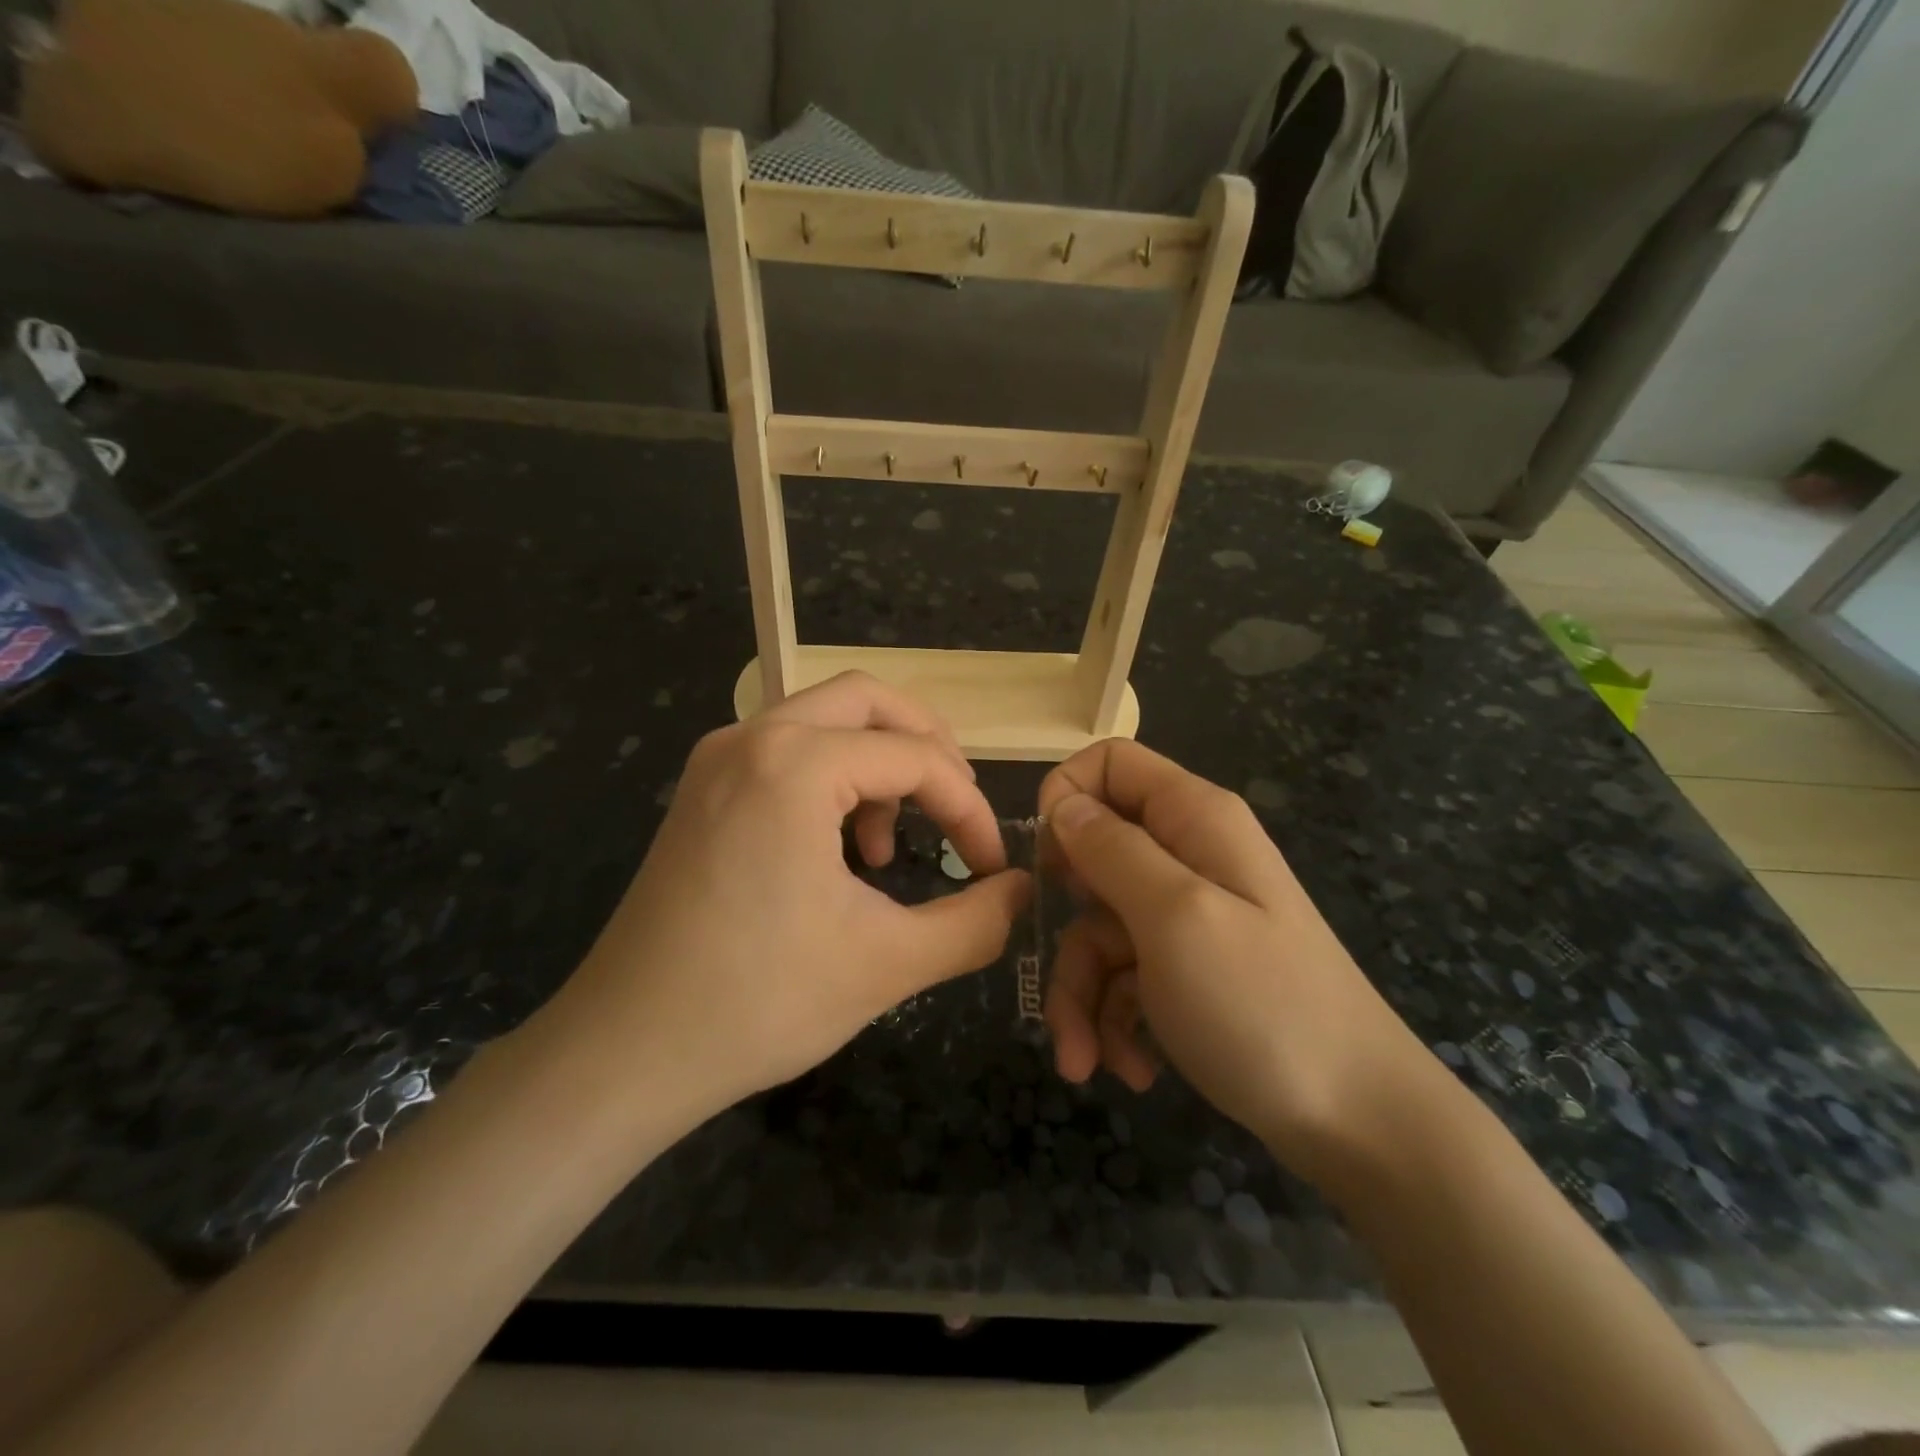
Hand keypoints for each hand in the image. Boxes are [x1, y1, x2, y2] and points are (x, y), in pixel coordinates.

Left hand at [546, 673, 1031, 1114]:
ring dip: (877, 761)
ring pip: (823, 718)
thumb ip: (974, 922)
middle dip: (927, 745)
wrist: (625, 1051)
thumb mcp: (888, 963)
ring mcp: (717, 759)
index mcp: (796, 763)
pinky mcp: (701, 790)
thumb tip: (1023, 891)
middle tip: (957, 804)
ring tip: (890, 842)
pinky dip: (831, 777)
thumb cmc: (759, 1002)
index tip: (991, 867)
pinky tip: (839, 848)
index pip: (917, 758)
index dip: (969, 809)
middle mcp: (752, 738)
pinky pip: (785, 751)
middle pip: (868, 699)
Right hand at [1038, 740, 1434, 1174]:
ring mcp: (1190, 915)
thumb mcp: (1173, 916)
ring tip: (1085, 1062)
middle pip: (1094, 858)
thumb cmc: (1262, 1005)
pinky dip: (1115, 1020)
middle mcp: (1190, 856)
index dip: (1066, 797)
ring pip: (1100, 929)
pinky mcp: (1188, 969)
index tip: (1047, 863)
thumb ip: (1112, 850)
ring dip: (1082, 996)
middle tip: (1058, 974)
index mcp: (1194, 819)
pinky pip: (1125, 974)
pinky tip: (1132, 1068)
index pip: (1110, 763)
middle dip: (1066, 926)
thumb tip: (1062, 806)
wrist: (1360, 1122)